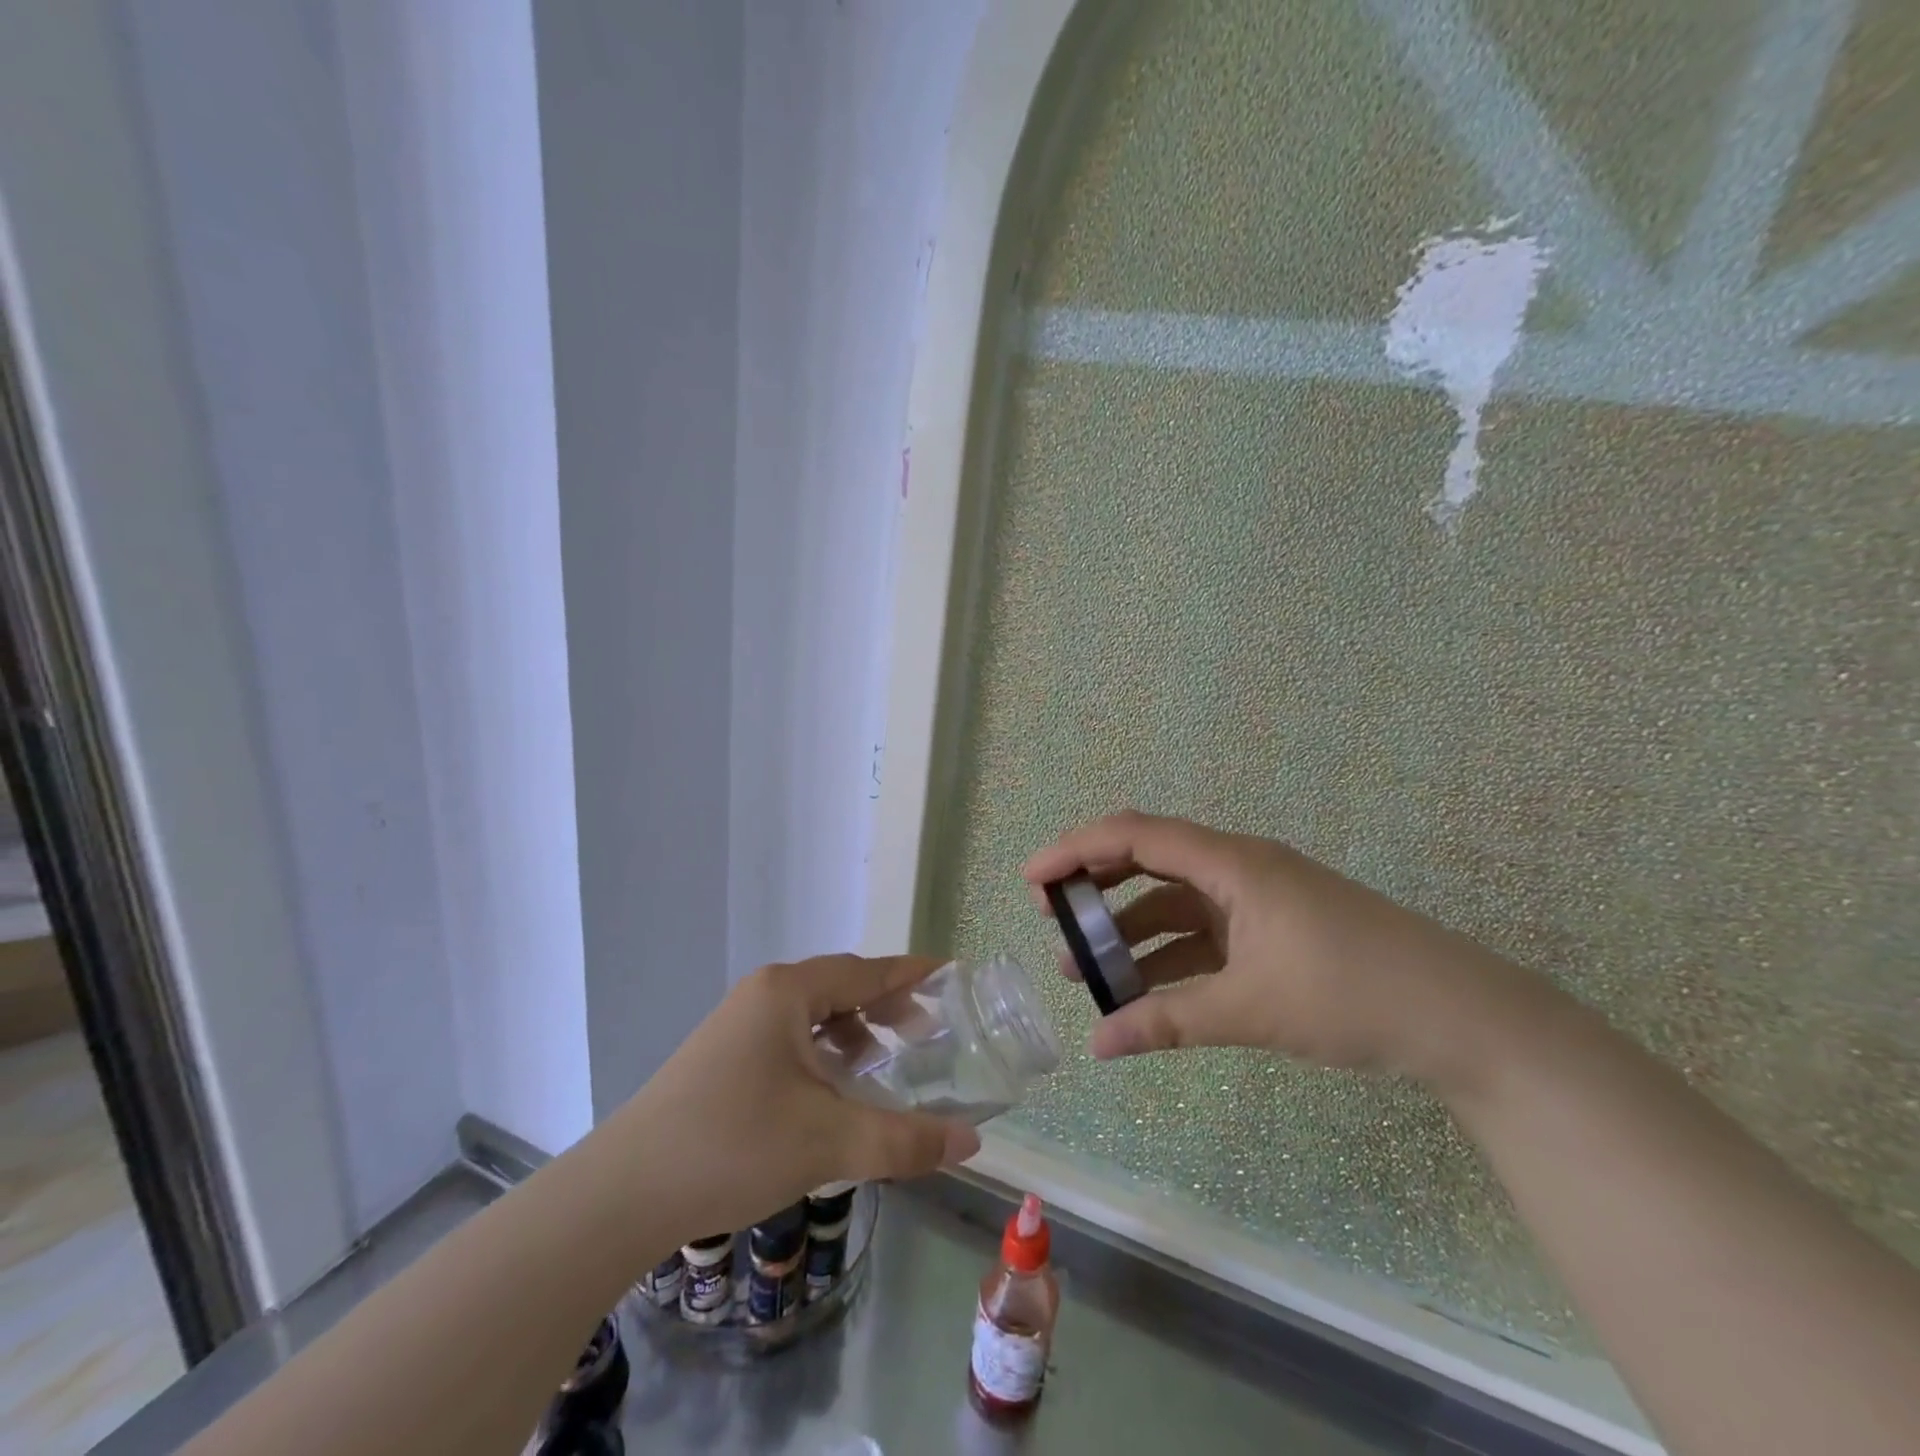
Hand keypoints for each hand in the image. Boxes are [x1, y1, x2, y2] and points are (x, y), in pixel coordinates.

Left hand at [610, 955, 981, 1240]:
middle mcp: (763, 995)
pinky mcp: (722, 1058)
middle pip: (840, 987)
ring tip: (881, 1067)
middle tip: (925, 1034)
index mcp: (788, 992)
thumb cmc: (733, 1146)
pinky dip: (822, 1054)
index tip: (950, 976)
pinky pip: (789, 1039)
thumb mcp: (829, 1142)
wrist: (620, 1195)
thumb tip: (971, 1142)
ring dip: (852, 1033)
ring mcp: (737, 1025)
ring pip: (812, 1015)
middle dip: (885, 1007)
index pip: (867, 971)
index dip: (911, 974)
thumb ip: (904, 1140)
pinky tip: (830, 1094)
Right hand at [1023, 811, 1519, 1085]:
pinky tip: (1143, 990)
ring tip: (1084, 970)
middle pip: (1148, 859)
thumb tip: (1097, 1045)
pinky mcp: (1273, 929)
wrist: (1461, 1019)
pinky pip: (1203, 932)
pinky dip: (1167, 954)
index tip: (1031, 880)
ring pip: (1173, 901)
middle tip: (1051, 918)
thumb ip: (1167, 1021)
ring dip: (1128, 930)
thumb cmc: (1349, 993)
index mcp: (1231, 863)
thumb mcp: (1248, 1008)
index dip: (1075, 850)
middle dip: (1094, 886)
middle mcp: (1238, 867)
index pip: (1135, 835)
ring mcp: (1258, 898)